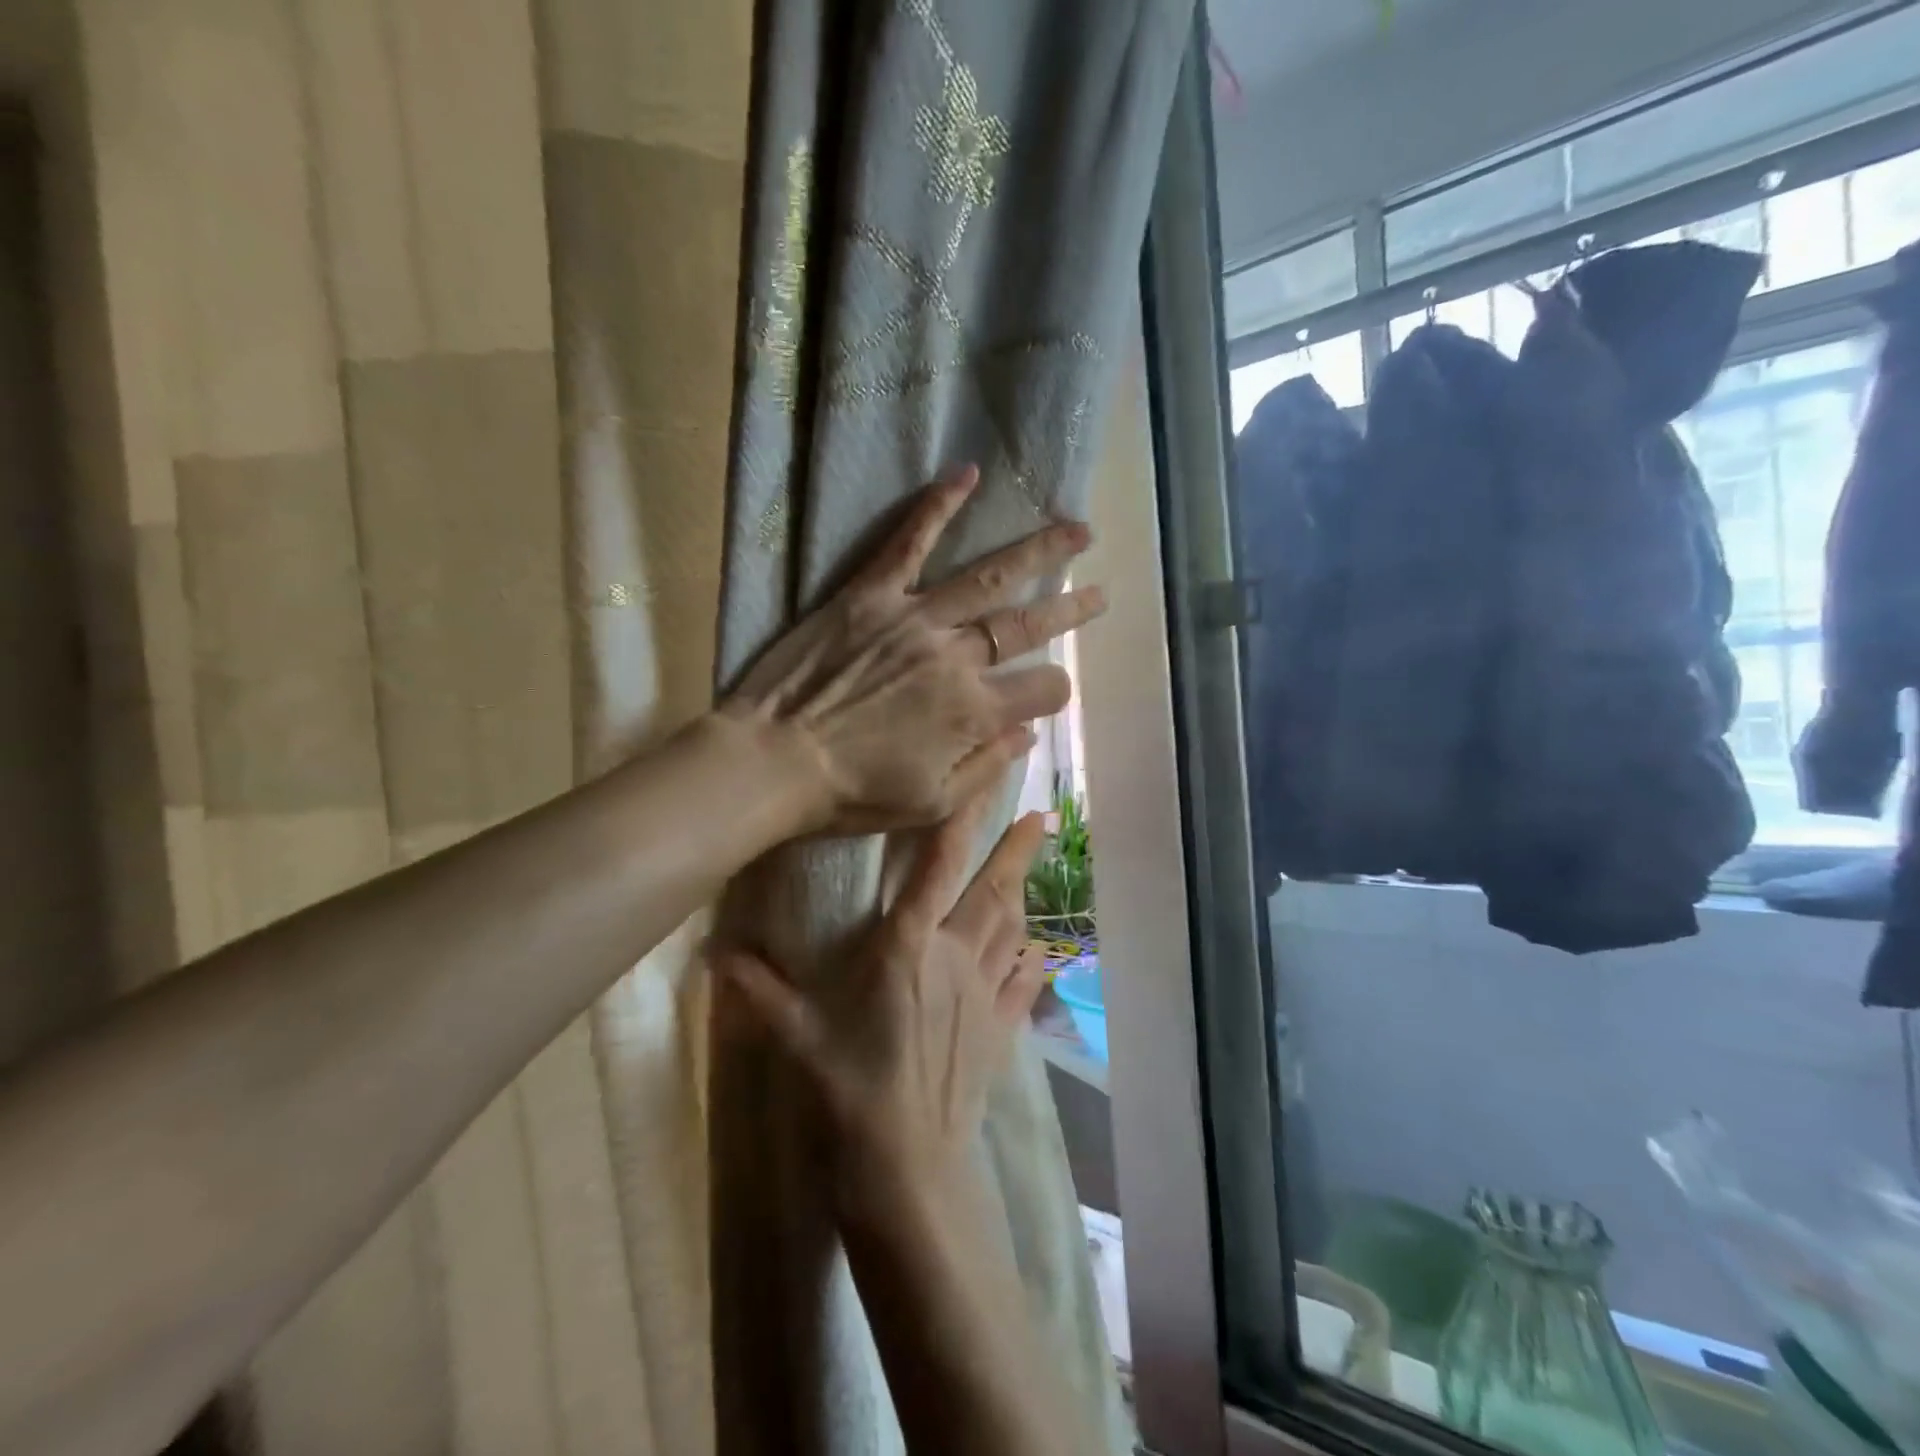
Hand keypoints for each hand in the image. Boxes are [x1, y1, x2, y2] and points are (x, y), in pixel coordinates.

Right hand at [713, 792, 1048, 1212]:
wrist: (908, 1169)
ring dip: (1023, 893)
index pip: (937, 869)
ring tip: (1032, 868)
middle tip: (1042, 816)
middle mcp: (954, 957)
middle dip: (1017, 850)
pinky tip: (1037, 949)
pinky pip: (1022, 983)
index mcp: (908, 947)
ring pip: (1011, 929)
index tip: (982, 789)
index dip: (959, 824)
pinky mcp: (1000, 1031)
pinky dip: (1031, 959)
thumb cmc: (848, 1092)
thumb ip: (759, 991)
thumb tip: (710, 953)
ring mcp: (984, 994)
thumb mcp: (797, 1036)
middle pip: (993, 890)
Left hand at [720, 465, 1103, 835]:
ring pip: (988, 577)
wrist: (772, 763)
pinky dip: (938, 506)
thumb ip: (987, 767)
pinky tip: (968, 473)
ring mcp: (914, 619)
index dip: (1054, 692)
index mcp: (973, 713)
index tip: (1049, 692)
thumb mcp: (931, 805)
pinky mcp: (869, 595)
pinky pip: (908, 542)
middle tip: (1101, 591)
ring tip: (1076, 530)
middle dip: (1071, 610)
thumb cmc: (851, 794)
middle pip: (1027, 626)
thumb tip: (1027, 733)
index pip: (1042, 690)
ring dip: (1038, 552)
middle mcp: (955, 658)